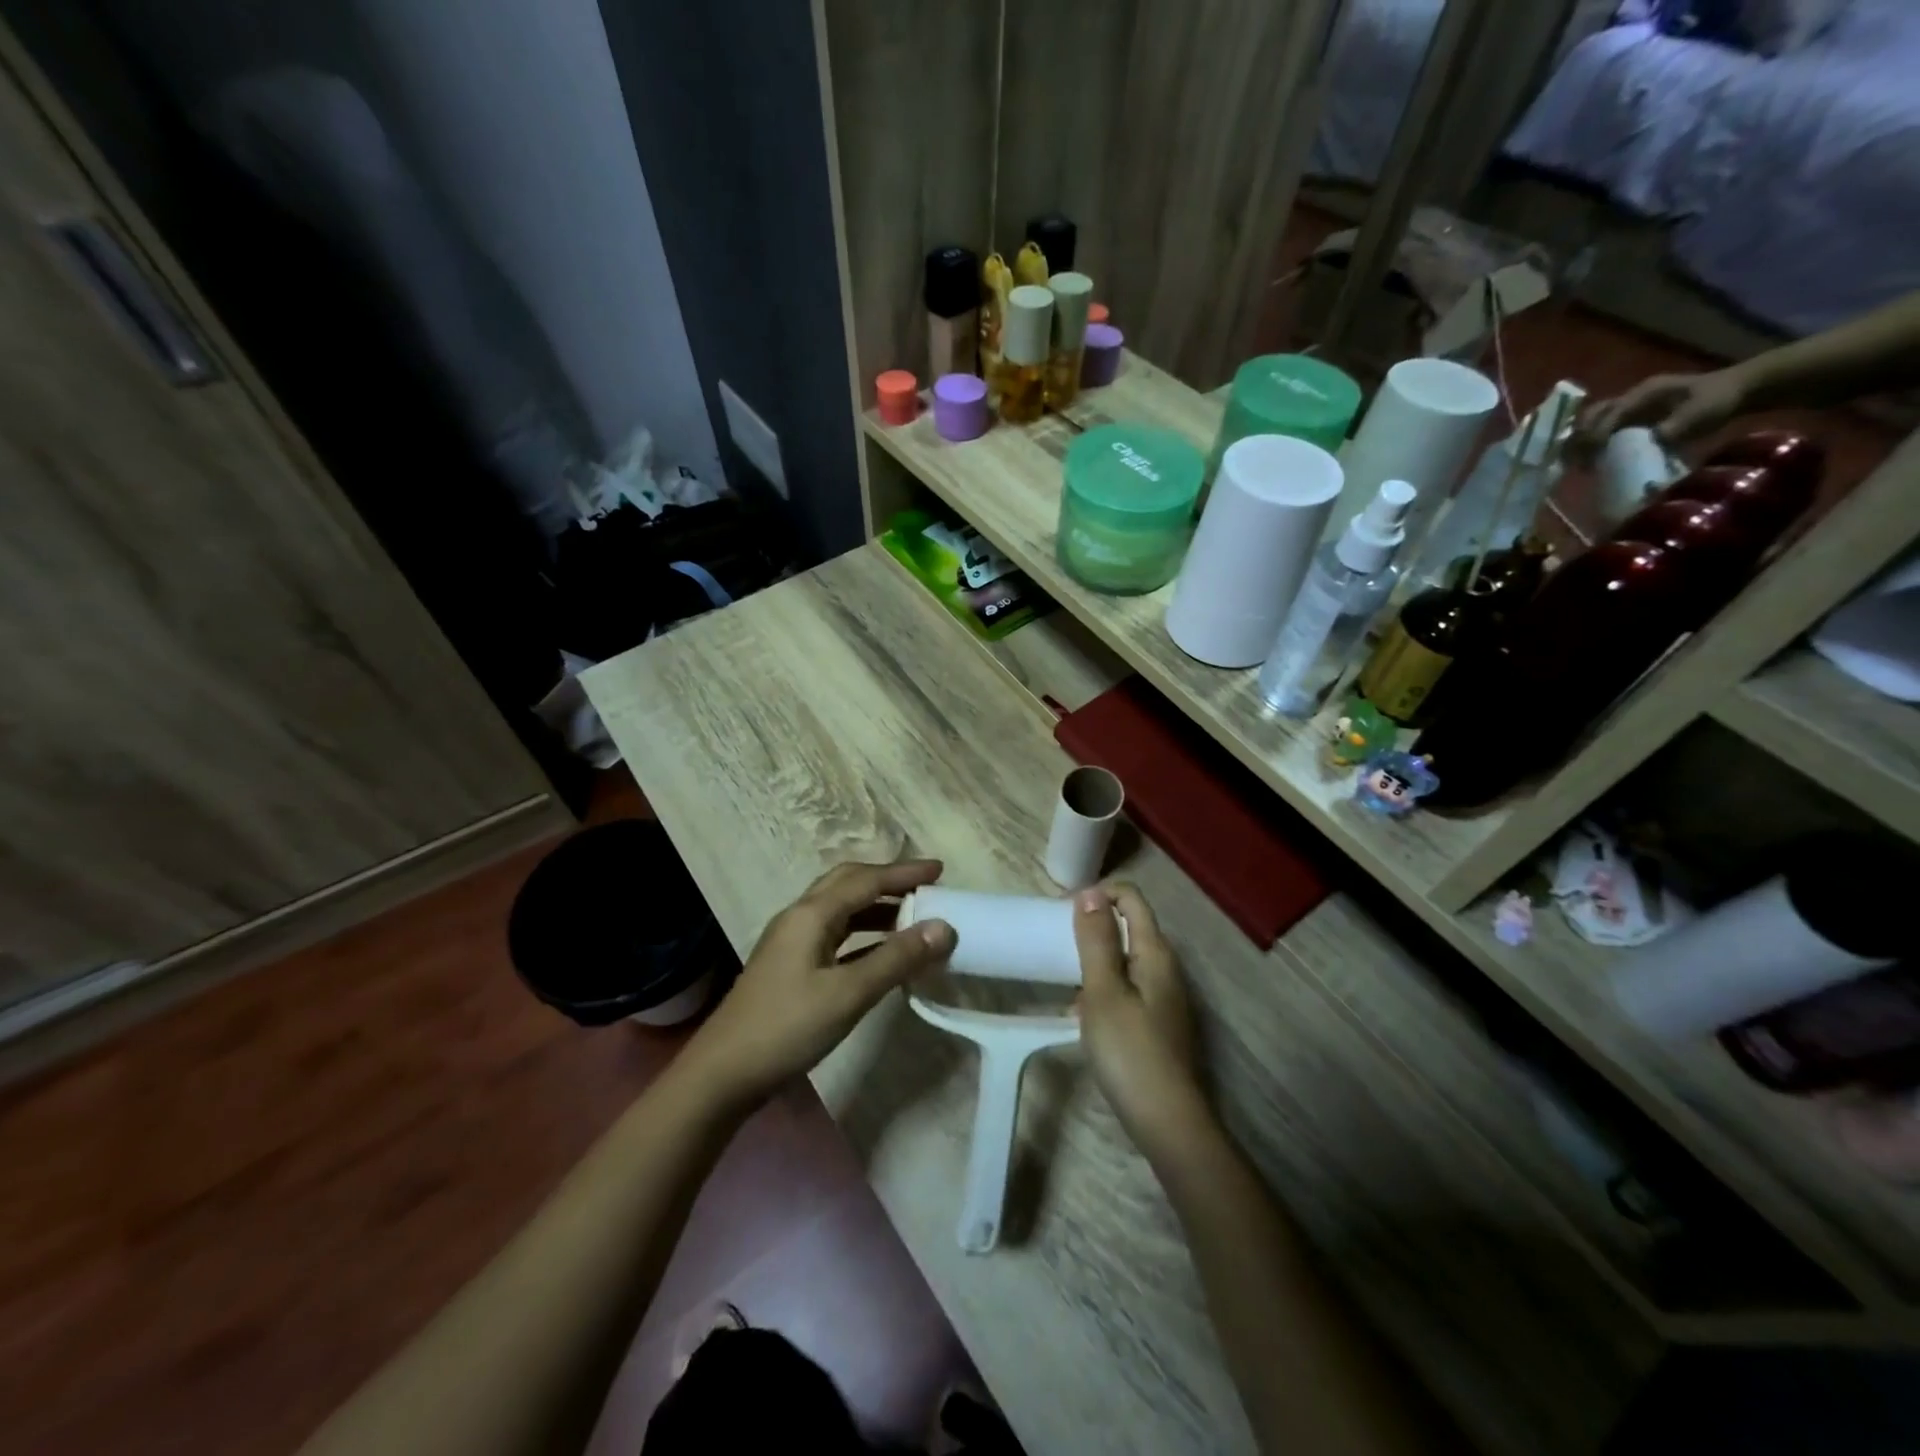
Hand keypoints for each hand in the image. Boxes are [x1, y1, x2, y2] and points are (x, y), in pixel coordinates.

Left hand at [685, 859, 955, 1106]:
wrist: (723, 1074)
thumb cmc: (787, 1027)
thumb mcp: (849, 994)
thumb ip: (897, 958)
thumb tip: (944, 927)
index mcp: (811, 914)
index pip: (866, 880)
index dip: (905, 873)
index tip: (941, 870)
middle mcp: (800, 917)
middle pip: (848, 883)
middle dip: (888, 880)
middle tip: (925, 887)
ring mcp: (792, 941)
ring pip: (840, 908)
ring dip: (876, 907)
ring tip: (912, 917)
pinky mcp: (791, 966)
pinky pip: (835, 934)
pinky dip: (863, 933)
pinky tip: (881, 952)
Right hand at [1073, 885, 1209, 1162]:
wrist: (1167, 1122)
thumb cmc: (1130, 1051)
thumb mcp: (1103, 991)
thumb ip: (1096, 940)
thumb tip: (1091, 892)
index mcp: (1155, 953)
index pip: (1132, 898)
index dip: (1098, 895)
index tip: (1063, 913)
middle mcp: (1166, 968)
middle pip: (1130, 926)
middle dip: (1093, 926)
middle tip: (1057, 944)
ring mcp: (1165, 997)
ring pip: (1126, 959)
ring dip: (1095, 959)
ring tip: (1063, 977)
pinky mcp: (1158, 1023)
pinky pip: (1127, 988)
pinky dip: (1103, 988)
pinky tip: (1081, 1014)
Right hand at [1578, 366, 1750, 449]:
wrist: (1736, 391)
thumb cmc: (1719, 399)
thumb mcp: (1703, 411)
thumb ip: (1677, 425)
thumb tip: (1651, 441)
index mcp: (1646, 392)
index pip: (1612, 411)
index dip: (1598, 432)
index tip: (1592, 453)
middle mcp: (1631, 398)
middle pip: (1592, 415)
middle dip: (1579, 437)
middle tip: (1573, 459)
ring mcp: (1630, 408)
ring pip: (1592, 423)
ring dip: (1581, 442)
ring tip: (1575, 463)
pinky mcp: (1631, 420)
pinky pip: (1603, 430)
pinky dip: (1591, 445)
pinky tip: (1589, 461)